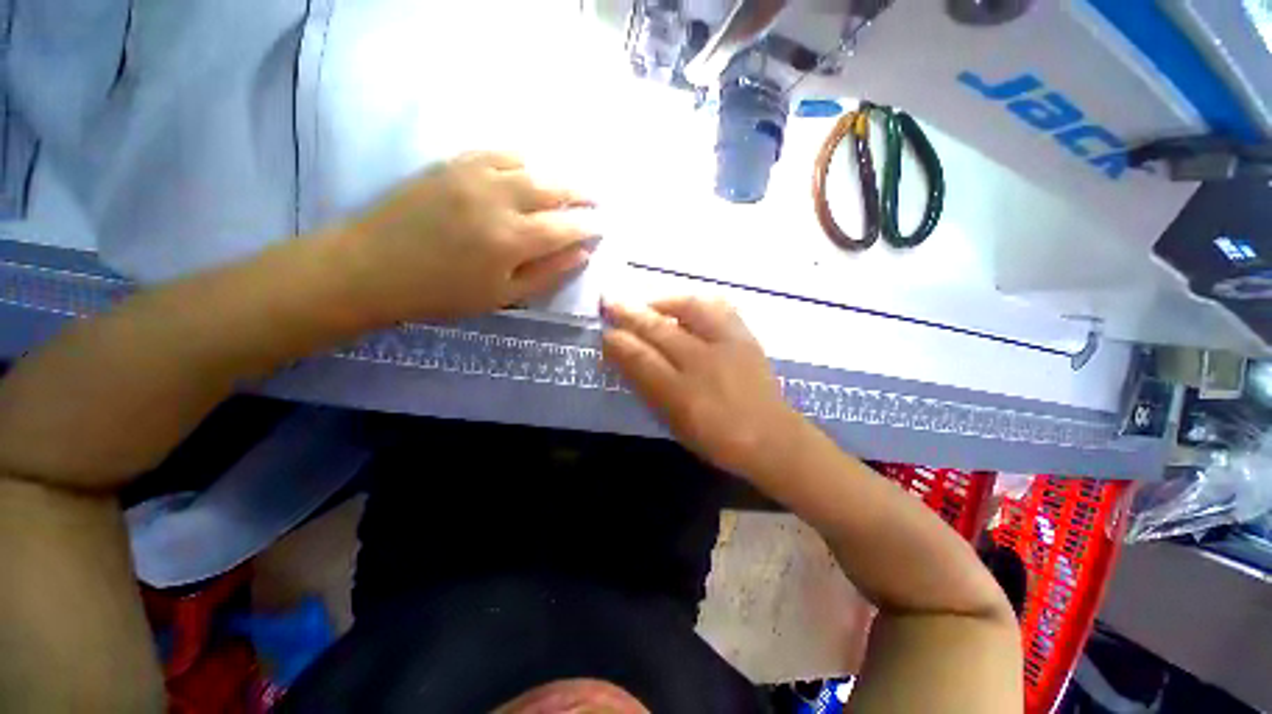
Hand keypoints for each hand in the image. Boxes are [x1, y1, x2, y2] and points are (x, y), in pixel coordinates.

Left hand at [337, 152, 595, 322]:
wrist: (371, 267)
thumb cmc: (442, 293)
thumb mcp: (503, 297)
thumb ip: (547, 274)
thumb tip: (582, 254)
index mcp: (511, 239)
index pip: (566, 227)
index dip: (589, 226)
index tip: (603, 227)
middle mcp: (498, 199)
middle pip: (554, 188)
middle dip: (582, 194)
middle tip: (597, 201)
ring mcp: (473, 175)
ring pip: (531, 166)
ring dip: (557, 176)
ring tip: (570, 187)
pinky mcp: (452, 163)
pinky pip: (498, 152)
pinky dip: (523, 160)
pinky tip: (530, 169)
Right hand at [601, 296, 806, 479]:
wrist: (771, 438)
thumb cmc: (716, 438)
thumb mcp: (674, 421)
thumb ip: (647, 387)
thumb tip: (624, 356)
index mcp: (683, 395)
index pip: (641, 359)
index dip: (619, 343)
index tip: (605, 333)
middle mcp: (704, 364)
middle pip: (660, 330)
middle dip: (630, 313)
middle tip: (610, 301)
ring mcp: (728, 346)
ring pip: (690, 308)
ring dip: (663, 300)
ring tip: (648, 300)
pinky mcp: (746, 337)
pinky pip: (719, 307)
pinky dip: (697, 300)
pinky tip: (686, 301)